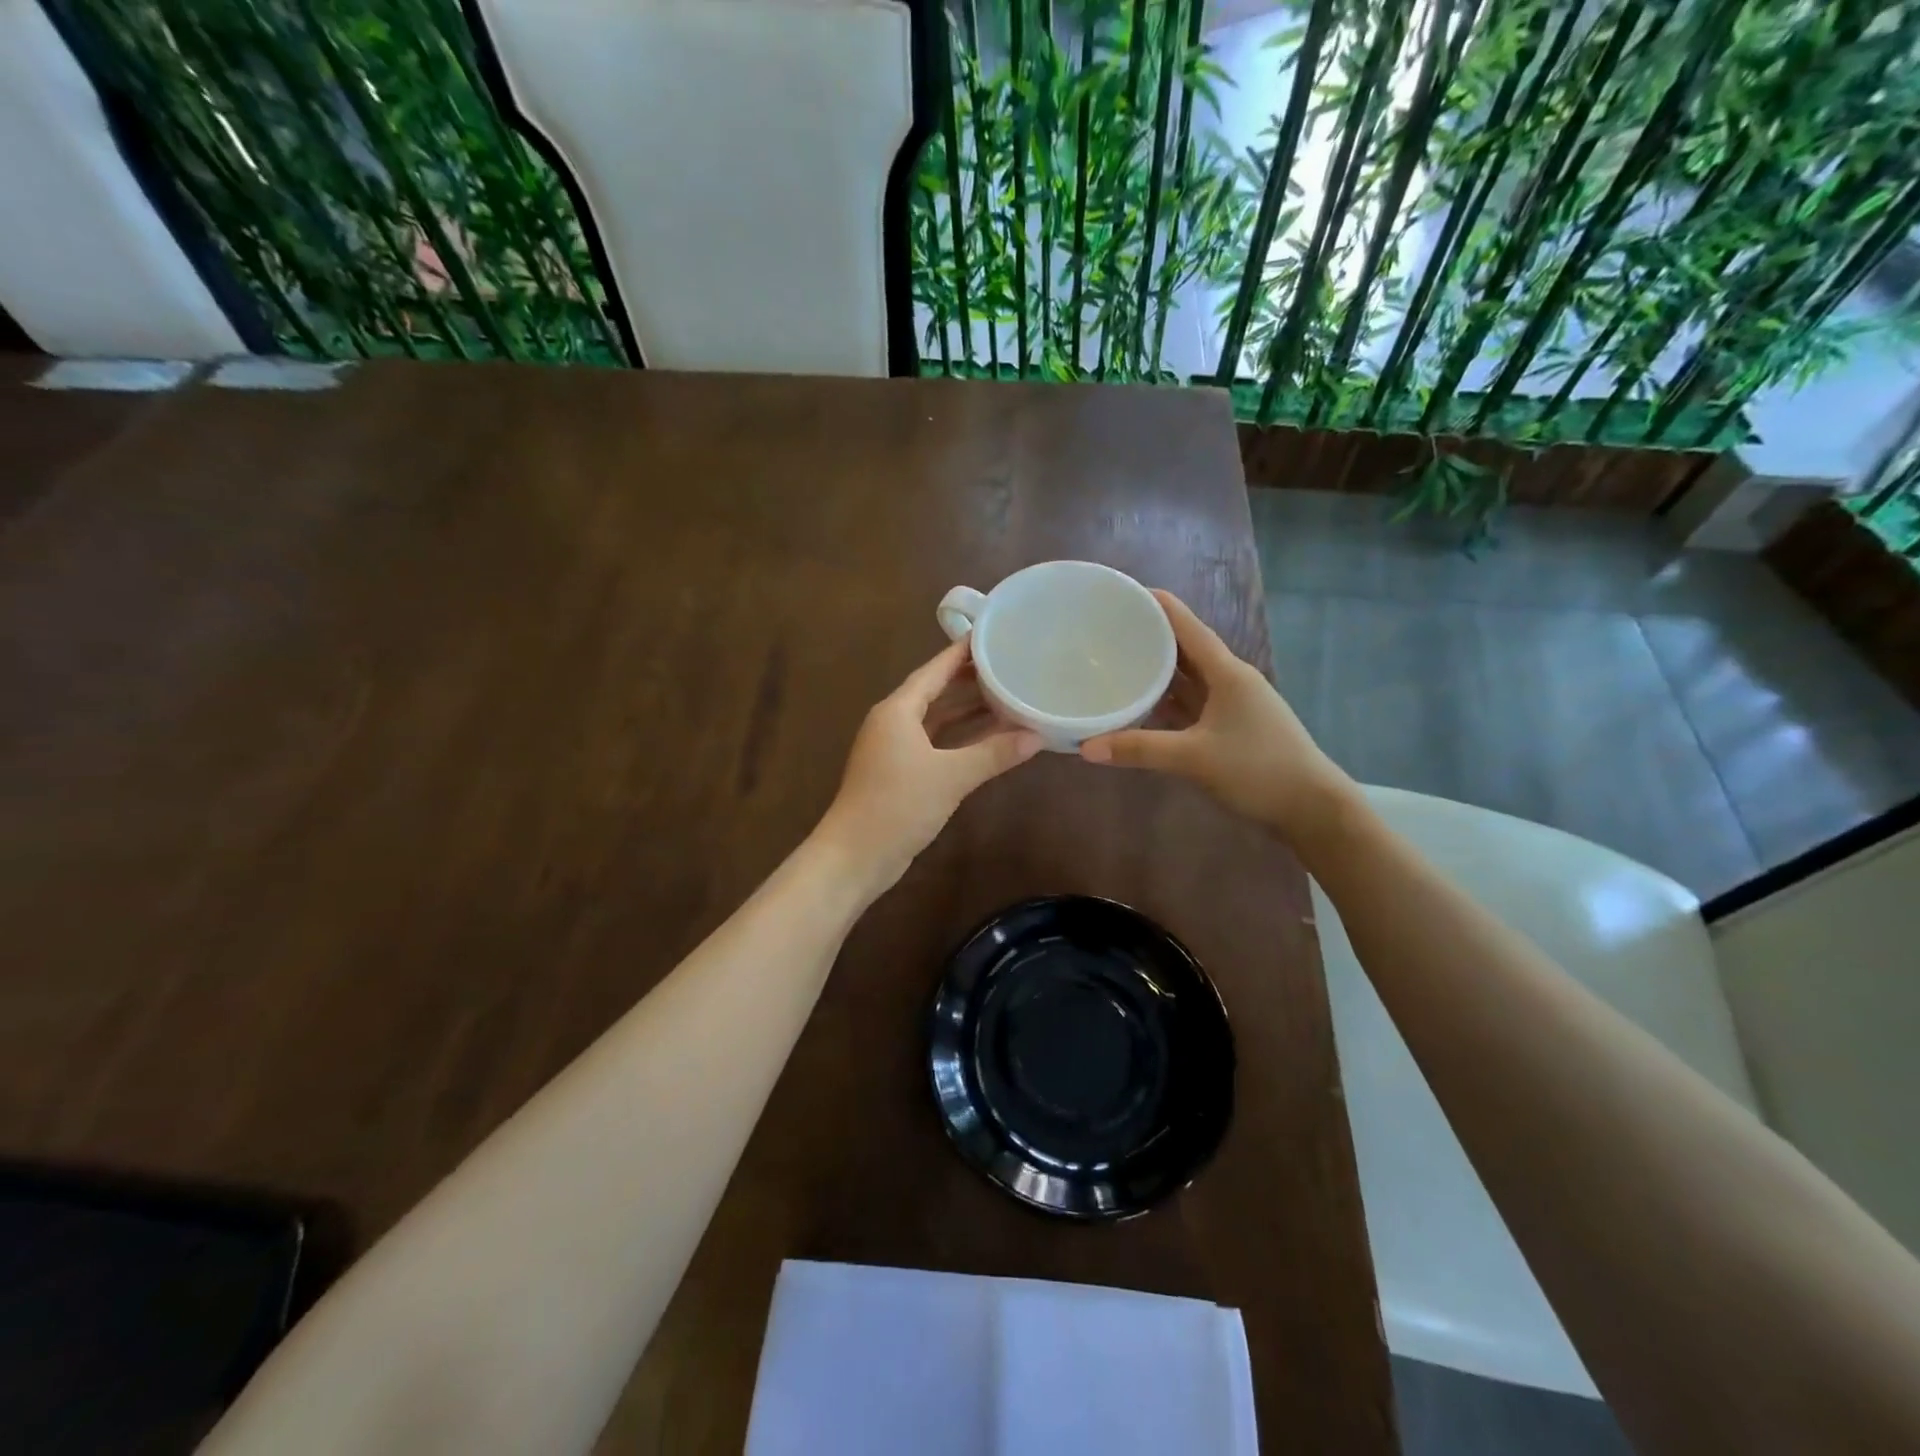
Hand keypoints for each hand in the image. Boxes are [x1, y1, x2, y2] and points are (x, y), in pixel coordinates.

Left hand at [819, 639, 1043, 891]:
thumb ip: (993, 754)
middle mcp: (895, 722)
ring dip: (968, 712)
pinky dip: (961, 739)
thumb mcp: (950, 777)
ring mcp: (896, 749)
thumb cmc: (898, 805)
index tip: (991, 634)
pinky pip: (937, 743)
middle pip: (936, 692)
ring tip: (1008, 696)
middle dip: (970, 681)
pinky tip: (990, 738)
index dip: (962, 653)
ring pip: (938, 720)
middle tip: (1009, 665)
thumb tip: (1036, 736)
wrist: (856, 855)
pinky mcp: (902, 772)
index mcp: (898, 710)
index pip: (934, 670)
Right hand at [1079, 590, 1356, 846]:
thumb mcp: (1194, 758)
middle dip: (1151, 636)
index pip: (1186, 626)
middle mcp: (1230, 680)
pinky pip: (1193, 704)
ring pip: (1189, 678)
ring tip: (1118, 660)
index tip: (1122, 593)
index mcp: (1227, 673)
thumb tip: (1085, 747)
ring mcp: (1233, 705)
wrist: (1311, 808)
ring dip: (1159, 670)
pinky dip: (1168, 701)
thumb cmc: (1258, 770)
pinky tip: (1143, 705)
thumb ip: (1140, 749)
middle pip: (1186, 649)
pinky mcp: (1232, 728)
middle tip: (1109, 629)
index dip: (1157, 605)